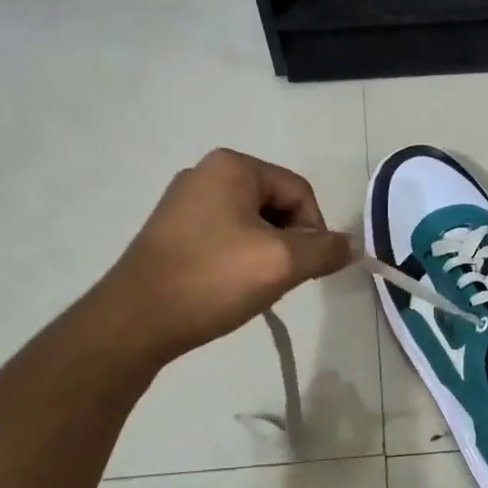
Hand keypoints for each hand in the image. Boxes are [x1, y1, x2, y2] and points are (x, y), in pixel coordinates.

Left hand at [101, 149, 354, 362]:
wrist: (135, 321)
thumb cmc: (212, 280)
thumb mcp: (282, 263)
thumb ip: (325, 250)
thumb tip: (352, 246)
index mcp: (232, 166)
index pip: (299, 191)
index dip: (315, 230)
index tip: (307, 269)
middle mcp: (206, 173)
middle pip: (276, 205)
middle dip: (289, 243)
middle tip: (281, 279)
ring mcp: (183, 202)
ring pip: (252, 224)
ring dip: (266, 254)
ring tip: (253, 287)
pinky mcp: (171, 232)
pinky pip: (225, 237)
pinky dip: (239, 260)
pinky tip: (229, 288)